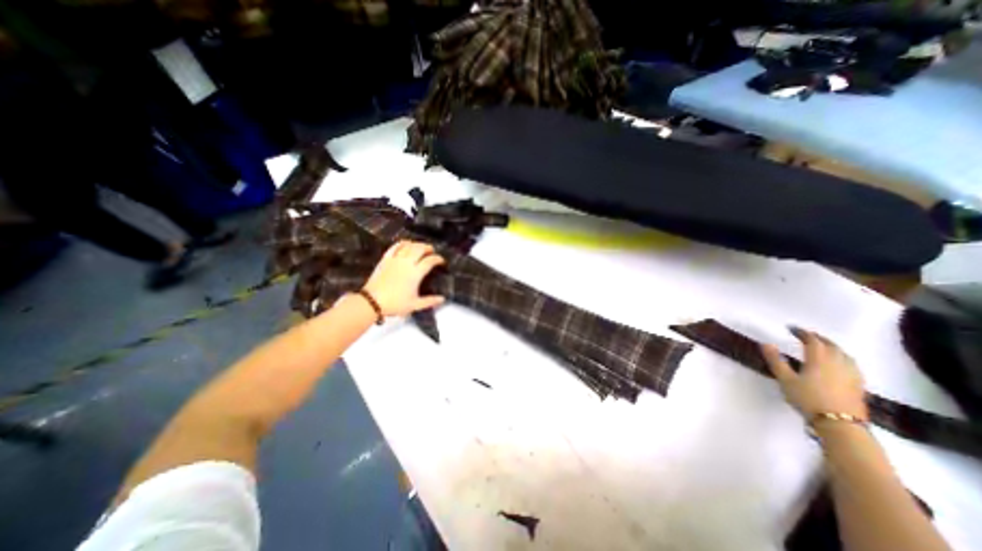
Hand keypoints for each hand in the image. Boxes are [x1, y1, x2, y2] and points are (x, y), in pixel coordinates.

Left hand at [363, 239, 446, 316]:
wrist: (372, 301)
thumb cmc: (395, 304)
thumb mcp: (415, 305)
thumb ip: (430, 301)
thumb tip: (442, 299)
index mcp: (416, 273)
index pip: (430, 261)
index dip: (438, 259)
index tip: (441, 261)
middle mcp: (407, 263)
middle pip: (420, 249)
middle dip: (428, 248)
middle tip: (432, 251)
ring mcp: (395, 259)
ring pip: (409, 246)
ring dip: (417, 244)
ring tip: (421, 247)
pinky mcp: (386, 259)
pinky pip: (395, 246)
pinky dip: (402, 243)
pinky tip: (406, 243)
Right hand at [759, 327, 864, 421]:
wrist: (840, 425)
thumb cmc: (808, 399)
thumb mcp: (785, 379)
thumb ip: (776, 360)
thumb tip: (766, 343)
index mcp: (819, 359)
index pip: (812, 340)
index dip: (802, 332)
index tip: (791, 328)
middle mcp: (838, 363)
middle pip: (831, 345)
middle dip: (819, 338)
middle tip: (807, 335)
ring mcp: (851, 374)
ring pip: (844, 354)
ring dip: (832, 347)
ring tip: (823, 346)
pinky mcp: (858, 385)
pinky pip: (851, 364)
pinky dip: (843, 358)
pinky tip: (839, 364)